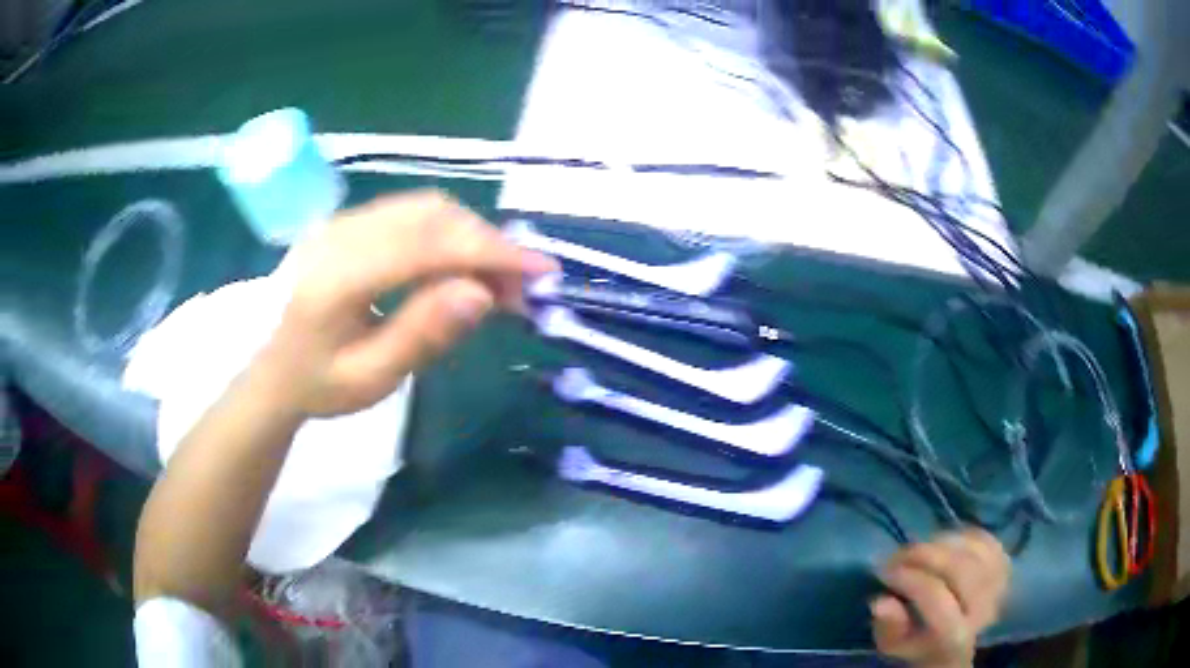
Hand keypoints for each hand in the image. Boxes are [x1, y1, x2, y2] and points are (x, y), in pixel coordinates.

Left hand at [260, 190, 555, 415]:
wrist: (269, 369)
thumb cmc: (316, 385)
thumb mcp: (371, 379)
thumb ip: (422, 334)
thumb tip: (481, 292)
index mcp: (338, 278)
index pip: (427, 245)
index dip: (489, 251)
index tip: (540, 271)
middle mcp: (339, 234)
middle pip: (432, 215)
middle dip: (487, 244)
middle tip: (521, 288)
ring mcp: (342, 222)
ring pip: (425, 208)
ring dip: (471, 236)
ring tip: (496, 280)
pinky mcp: (348, 222)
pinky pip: (410, 213)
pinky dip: (448, 233)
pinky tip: (460, 265)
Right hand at [872, 528, 1010, 667]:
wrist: (956, 642)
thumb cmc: (918, 643)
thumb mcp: (895, 645)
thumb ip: (888, 626)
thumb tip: (880, 601)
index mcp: (954, 636)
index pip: (937, 599)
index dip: (910, 580)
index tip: (885, 572)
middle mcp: (984, 609)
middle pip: (960, 569)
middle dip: (925, 555)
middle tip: (899, 554)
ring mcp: (999, 583)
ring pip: (972, 550)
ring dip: (940, 544)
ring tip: (916, 550)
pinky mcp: (1004, 563)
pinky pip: (984, 539)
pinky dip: (959, 536)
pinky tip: (941, 544)